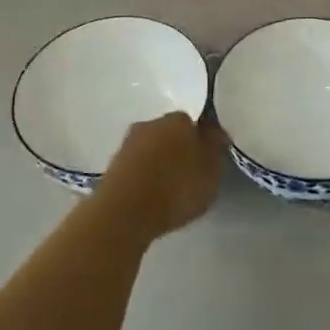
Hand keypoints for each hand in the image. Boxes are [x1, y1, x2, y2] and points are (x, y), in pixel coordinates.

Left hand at [95, 111, 226, 238]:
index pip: (193, 123)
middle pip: (170, 133)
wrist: (125, 210)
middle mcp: (151, 123)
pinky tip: (149, 196)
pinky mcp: (113, 164)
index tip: (204, 162)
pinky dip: (143, 177)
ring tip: (167, 190)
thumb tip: (215, 133)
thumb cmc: (176, 188)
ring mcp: (129, 142)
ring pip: (151, 149)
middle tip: (187, 176)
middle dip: (178, 150)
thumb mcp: (211, 172)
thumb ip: (216, 150)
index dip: (200, 142)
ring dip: (159, 163)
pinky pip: (136, 166)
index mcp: (178, 119)